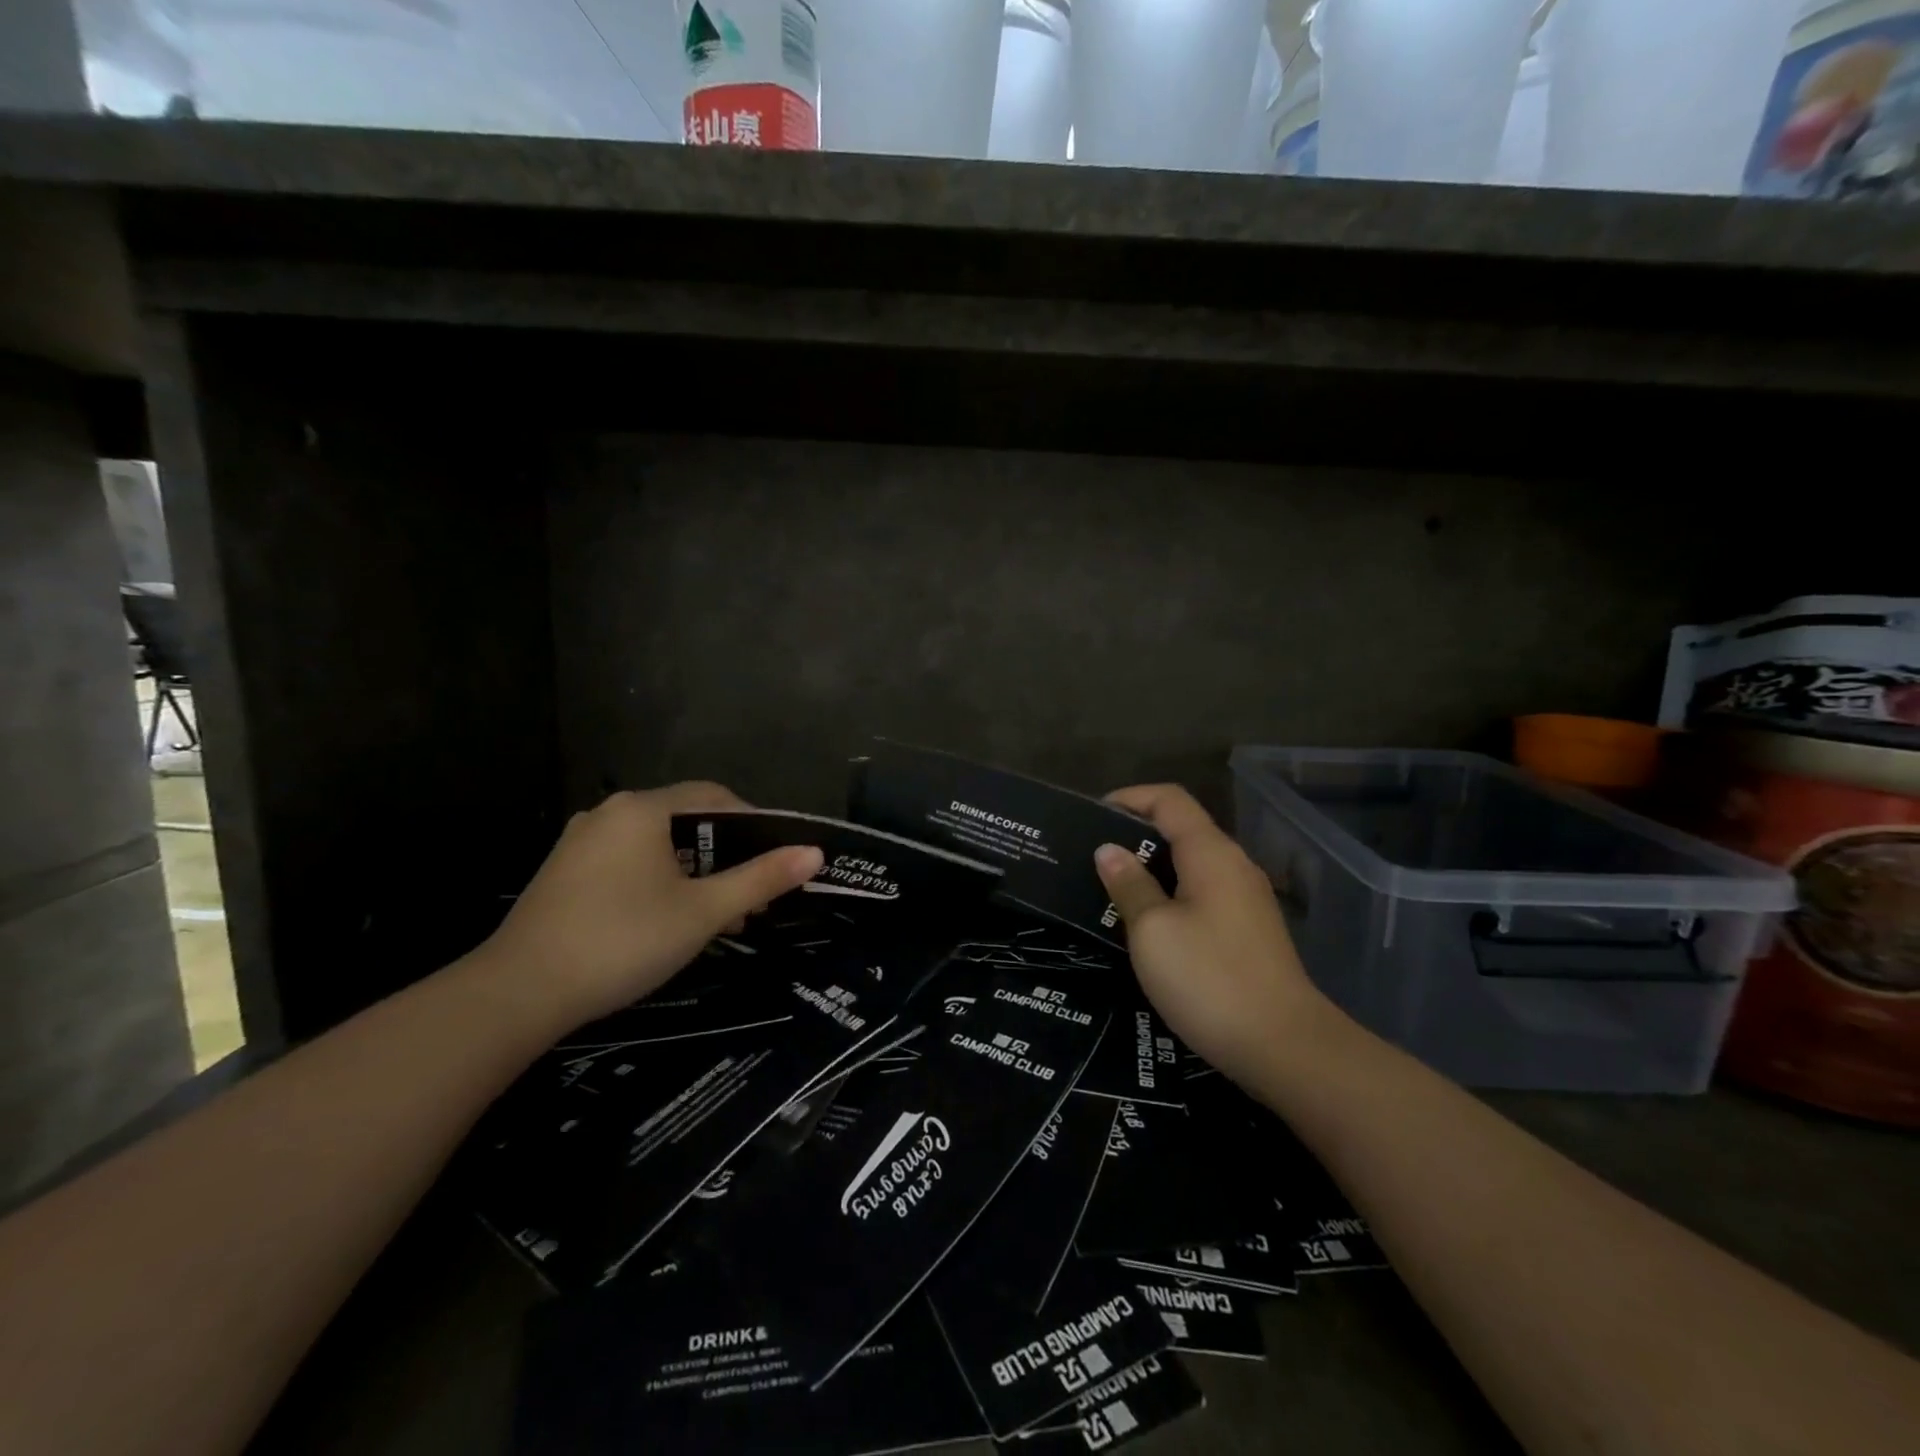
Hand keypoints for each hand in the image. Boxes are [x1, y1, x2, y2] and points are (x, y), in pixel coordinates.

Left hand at [479, 783, 822, 1027]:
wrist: (517, 994)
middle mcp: (610, 813)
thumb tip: (815, 853)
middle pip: (685, 821)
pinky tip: (668, 921)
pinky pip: (627, 863)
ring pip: (656, 845)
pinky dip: (659, 881)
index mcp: (643, 809)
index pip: (714, 796)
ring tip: (717, 918)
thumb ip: (760, 879)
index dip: (753, 824)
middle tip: (750, 899)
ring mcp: (581, 843)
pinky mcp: (564, 873)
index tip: (776, 861)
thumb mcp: (702, 912)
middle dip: (724, 857)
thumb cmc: (622, 941)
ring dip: (694, 874)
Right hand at [1094, 784, 1326, 1089]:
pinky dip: (1171, 894)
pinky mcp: (1249, 930)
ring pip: (1191, 864)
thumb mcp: (1152, 931)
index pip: (1169, 799)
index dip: (1129, 797)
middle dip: (1135, 835)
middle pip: (1181, 829)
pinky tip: (1147, 924)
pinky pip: (1202, 893)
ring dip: (1151, 868)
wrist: (1284, 1047)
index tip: (1092, 816)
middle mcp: (1233, 865)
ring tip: (1111, 889)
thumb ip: (1129, 885)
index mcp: (1211, 853)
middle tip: (1092, 857)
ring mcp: (1246, 899)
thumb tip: (1108, 850)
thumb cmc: (1209, 979)